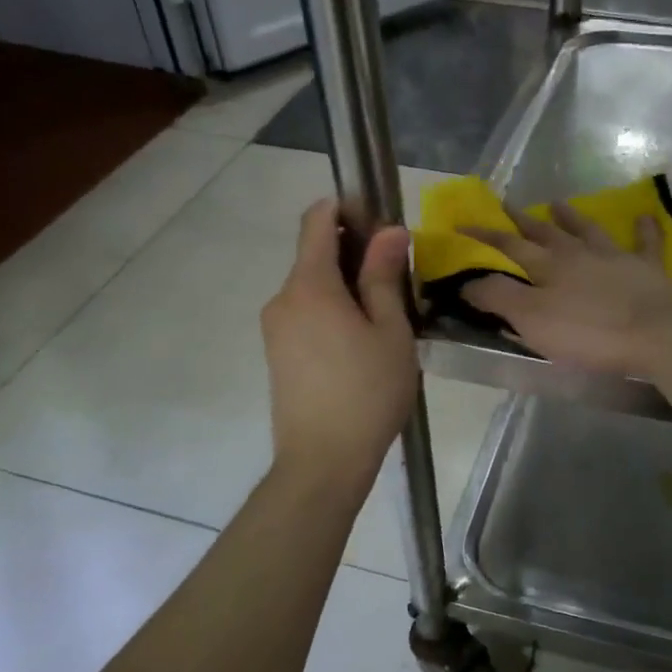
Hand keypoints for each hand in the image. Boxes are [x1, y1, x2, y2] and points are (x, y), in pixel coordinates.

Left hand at [262, 200, 418, 486]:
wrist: (322, 462)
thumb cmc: (367, 393)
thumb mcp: (390, 332)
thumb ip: (384, 277)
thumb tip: (389, 231)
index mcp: (309, 286)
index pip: (316, 221)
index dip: (345, 209)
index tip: (379, 222)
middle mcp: (282, 299)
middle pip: (314, 256)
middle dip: (353, 256)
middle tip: (396, 282)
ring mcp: (274, 328)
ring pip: (311, 289)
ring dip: (344, 289)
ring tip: (383, 321)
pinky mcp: (276, 354)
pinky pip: (304, 316)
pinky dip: (330, 313)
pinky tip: (359, 346)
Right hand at [459, 202, 671, 377]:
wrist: (655, 334)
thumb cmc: (588, 332)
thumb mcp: (532, 320)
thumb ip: (499, 298)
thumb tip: (467, 280)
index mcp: (548, 267)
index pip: (509, 247)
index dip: (484, 236)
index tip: (462, 224)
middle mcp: (579, 254)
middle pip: (546, 233)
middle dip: (523, 221)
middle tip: (507, 205)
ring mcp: (616, 258)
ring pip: (589, 231)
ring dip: (572, 217)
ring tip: (558, 203)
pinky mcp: (649, 270)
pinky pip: (646, 243)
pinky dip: (644, 230)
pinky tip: (644, 216)